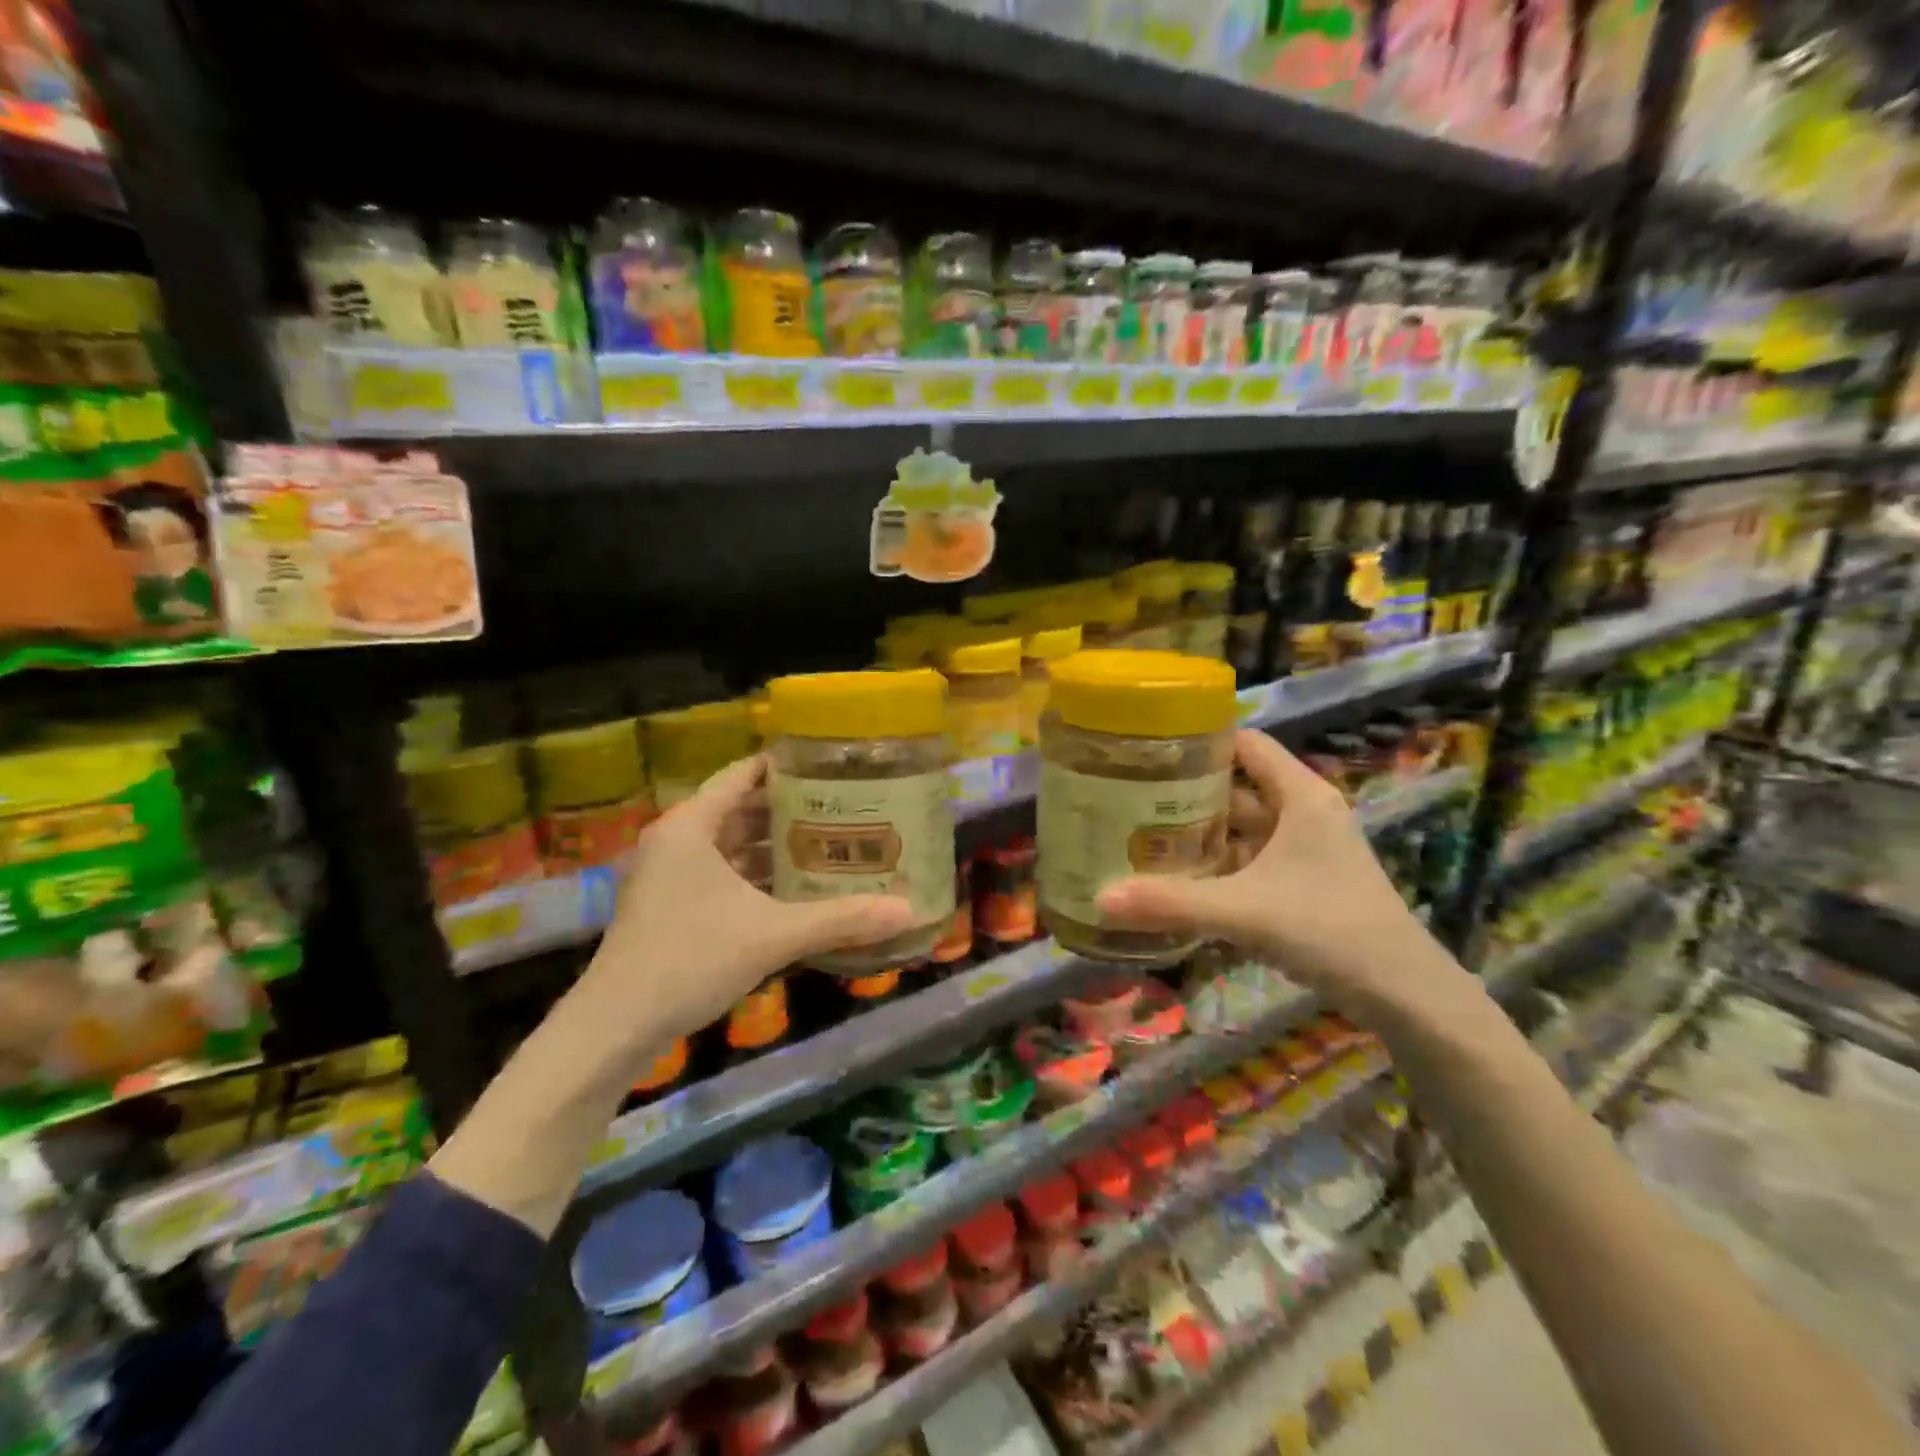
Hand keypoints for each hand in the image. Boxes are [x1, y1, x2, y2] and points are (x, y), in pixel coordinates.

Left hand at [576, 755, 914, 1065]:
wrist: (614, 1027)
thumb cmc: (689, 960)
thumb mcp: (772, 936)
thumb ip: (840, 919)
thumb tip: (908, 911)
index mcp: (691, 826)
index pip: (744, 774)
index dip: (787, 766)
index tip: (832, 766)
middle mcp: (677, 840)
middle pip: (741, 808)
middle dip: (790, 810)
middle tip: (844, 807)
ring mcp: (669, 875)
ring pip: (732, 845)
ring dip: (774, 846)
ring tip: (830, 844)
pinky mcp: (670, 905)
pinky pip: (722, 873)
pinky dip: (756, 875)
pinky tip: (795, 890)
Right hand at [1096, 730, 1472, 1021]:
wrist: (1404, 994)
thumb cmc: (1329, 928)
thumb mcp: (1243, 911)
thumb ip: (1171, 903)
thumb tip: (1099, 899)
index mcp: (1300, 796)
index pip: (1246, 744)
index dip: (1200, 741)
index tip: (1149, 749)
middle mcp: (1303, 813)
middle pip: (1236, 787)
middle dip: (1186, 793)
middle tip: (1129, 797)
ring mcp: (1305, 849)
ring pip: (1241, 828)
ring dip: (1199, 833)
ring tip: (1142, 836)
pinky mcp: (1303, 882)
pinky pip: (1249, 860)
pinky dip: (1217, 865)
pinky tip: (1179, 879)